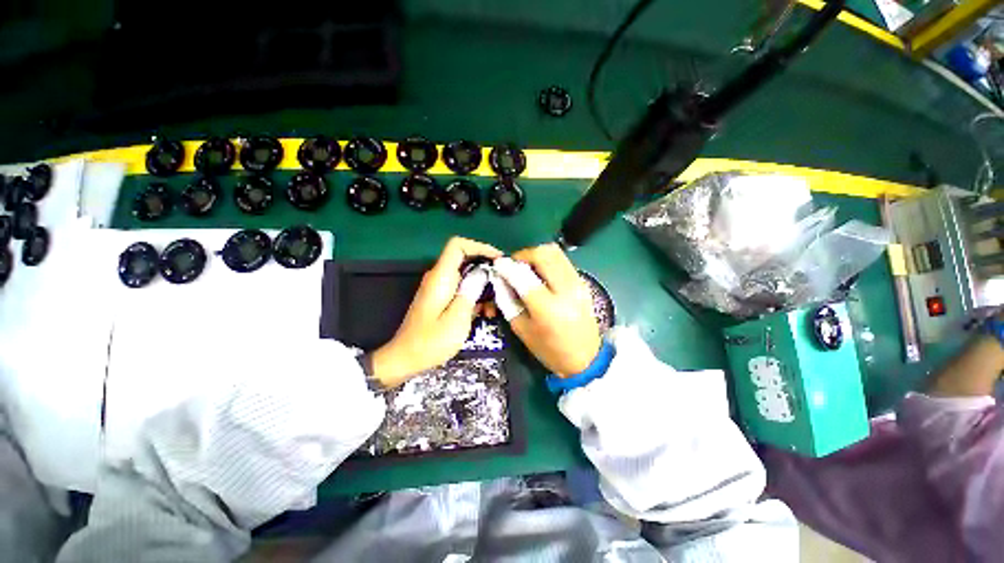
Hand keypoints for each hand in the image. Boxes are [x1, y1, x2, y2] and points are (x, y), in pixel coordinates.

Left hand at [371, 237, 501, 386]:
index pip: (458, 245)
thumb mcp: (457, 317)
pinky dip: (475, 296)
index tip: (498, 259)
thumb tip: (483, 273)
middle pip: (465, 259)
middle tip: (503, 284)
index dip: (480, 246)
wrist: (405, 359)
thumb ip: (471, 291)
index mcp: (441, 277)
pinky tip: (484, 312)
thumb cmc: (431, 341)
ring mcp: (440, 289)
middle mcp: (439, 278)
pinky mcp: (442, 299)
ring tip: (494, 306)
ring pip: (466, 276)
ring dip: (483, 287)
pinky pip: (461, 289)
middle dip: (486, 270)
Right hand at [493, 243, 600, 376]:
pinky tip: (541, 274)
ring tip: (527, 267)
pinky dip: (548, 260)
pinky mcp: (583, 282)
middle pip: (543, 254)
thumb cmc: (549, 349)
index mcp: (547, 308)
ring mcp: (578, 283)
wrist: (585, 358)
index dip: (507, 266)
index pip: (523, 276)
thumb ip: (507, 300)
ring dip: (536, 255)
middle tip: (514, 265)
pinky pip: (563, 260)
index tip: (498, 265)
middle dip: (523, 255)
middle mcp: (566, 290)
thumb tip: (500, 278)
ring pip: (555, 252)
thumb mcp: (521, 328)